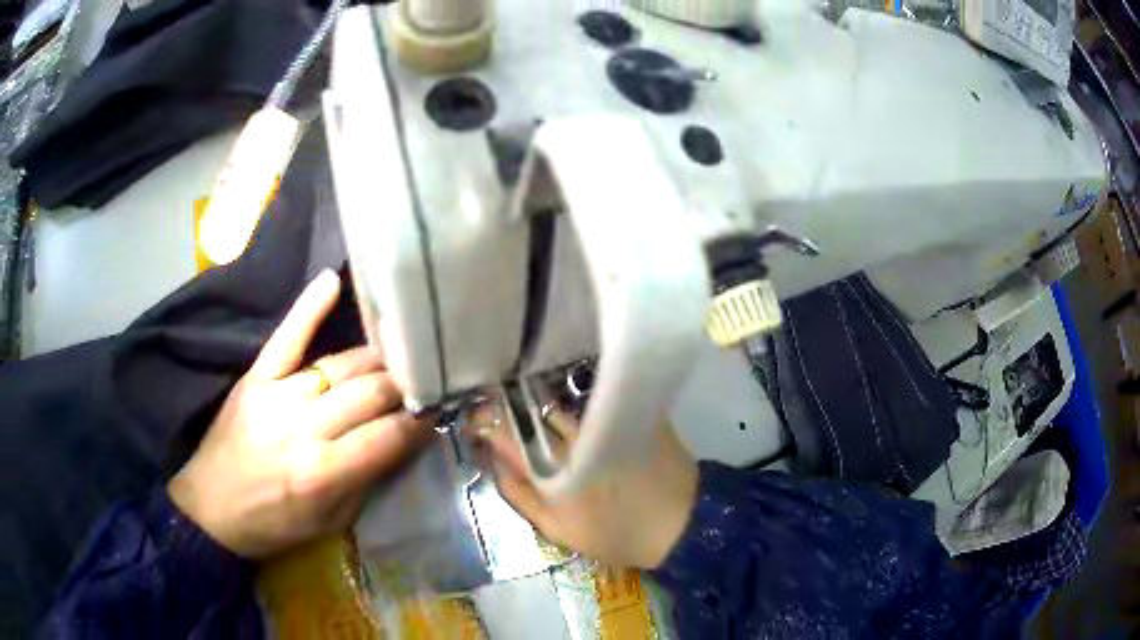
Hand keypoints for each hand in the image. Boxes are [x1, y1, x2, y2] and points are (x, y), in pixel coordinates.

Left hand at [168, 270, 429, 558]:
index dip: (418, 423)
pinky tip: (332, 281)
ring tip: (397, 357)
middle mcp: (303, 427)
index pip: (388, 436)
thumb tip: (402, 441)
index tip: (437, 413)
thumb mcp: (330, 522)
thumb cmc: (274, 525)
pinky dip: (309, 308)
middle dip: (403, 387)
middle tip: (422, 385)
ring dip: (376, 361)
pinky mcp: (255, 377)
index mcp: (323, 473)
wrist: (211, 509)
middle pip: (369, 393)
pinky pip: (286, 336)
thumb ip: (367, 480)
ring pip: (341, 365)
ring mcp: (277, 395)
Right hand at [477, 408, 698, 569]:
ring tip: (539, 410)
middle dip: (514, 407)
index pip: (508, 436)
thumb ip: (521, 496)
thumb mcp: (560, 531)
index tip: (477, 419)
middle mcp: (578, 441)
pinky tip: (584, 411)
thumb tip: (494, 462)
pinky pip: (600, 400)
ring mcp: (609, 423)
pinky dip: (585, 404)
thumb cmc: (617, 535)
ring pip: (565, 404)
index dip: (487, 423)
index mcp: (554, 474)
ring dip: (547, 405)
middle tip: (506, 410)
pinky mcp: (636, 413)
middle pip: (535, 411)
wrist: (681, 525)